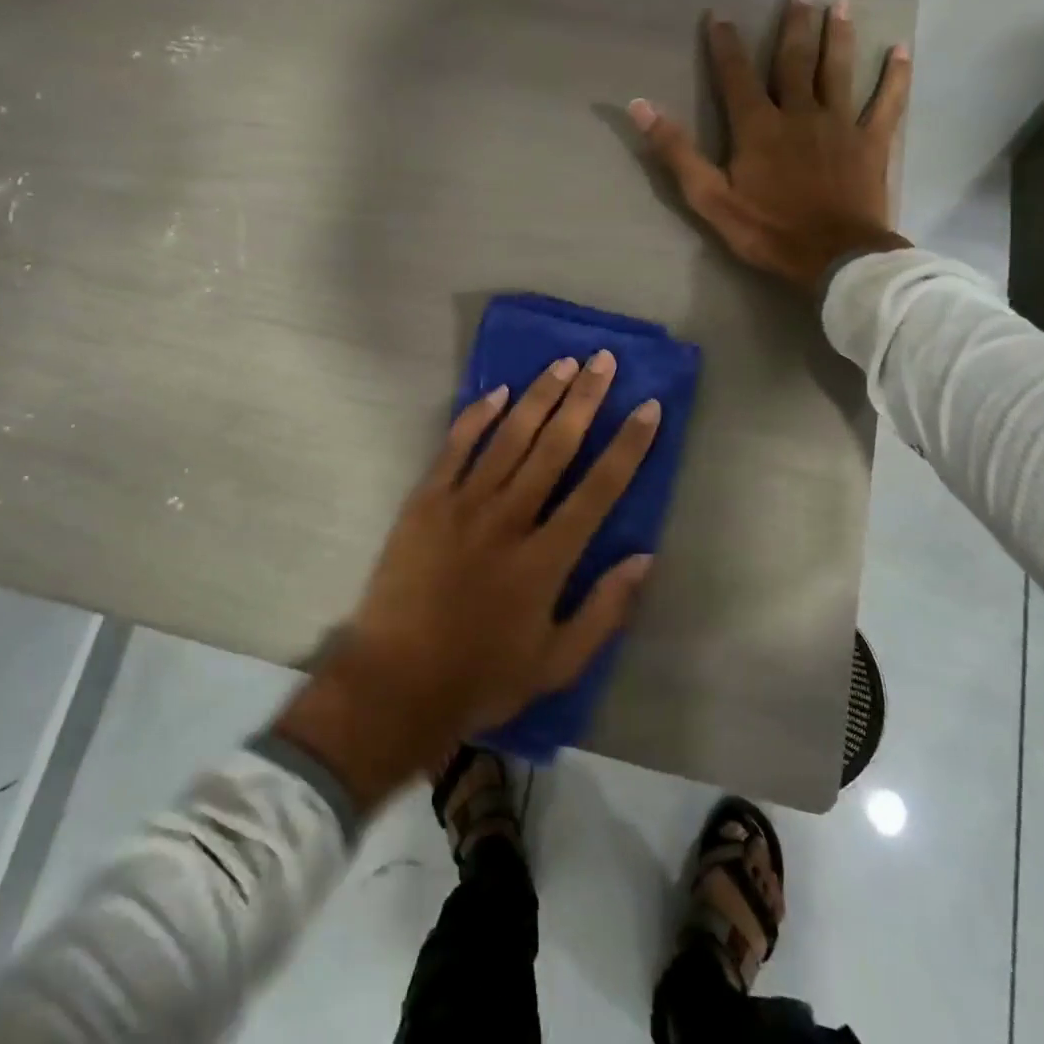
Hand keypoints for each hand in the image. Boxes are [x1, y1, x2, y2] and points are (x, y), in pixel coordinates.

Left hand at [274, 352, 659, 808]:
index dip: (627, 445)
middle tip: (603, 361)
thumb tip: (644, 557)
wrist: (395, 683)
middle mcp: (509, 519)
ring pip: (509, 437)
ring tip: (563, 363)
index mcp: (546, 558)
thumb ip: (605, 610)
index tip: (648, 407)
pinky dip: (476, 417)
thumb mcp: (557, 663)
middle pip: (555, 447)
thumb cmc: (481, 677)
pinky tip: (497, 392)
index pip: (599, 489)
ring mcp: (463, 505)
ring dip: (539, 397)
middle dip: (584, 400)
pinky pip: (454, 448)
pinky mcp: (425, 502)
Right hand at [629, 0, 912, 290]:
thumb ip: (676, 152)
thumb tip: (640, 107)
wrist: (834, 257)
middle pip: (795, 61)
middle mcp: (800, 113)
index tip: (719, 15)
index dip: (725, 45)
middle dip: (794, 25)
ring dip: (839, 36)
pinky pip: (886, 102)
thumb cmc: (767, 231)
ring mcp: (840, 124)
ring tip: (842, 5)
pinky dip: (894, 77)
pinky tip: (901, 51)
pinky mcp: (871, 142)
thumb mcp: (709, 198)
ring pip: (839, 70)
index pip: (736, 76)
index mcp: (758, 127)